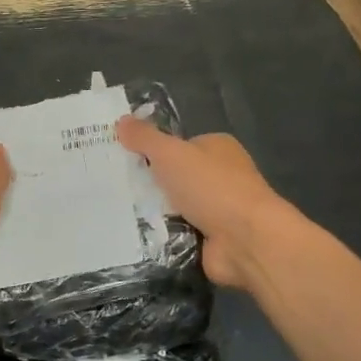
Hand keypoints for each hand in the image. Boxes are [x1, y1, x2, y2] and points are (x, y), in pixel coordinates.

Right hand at [117, 118, 287, 291]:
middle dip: (150, 184)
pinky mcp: (212, 239)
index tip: (121, 160)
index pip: (178, 146)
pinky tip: (137, 236)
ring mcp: (218, 210)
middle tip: (114, 189)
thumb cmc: (212, 187)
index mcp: (217, 148)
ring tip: (118, 213)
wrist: (246, 240)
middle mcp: (220, 176)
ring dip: (153, 212)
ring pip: (174, 207)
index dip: (151, 151)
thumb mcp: (171, 154)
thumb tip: (121, 120)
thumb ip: (145, 138)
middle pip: (175, 177)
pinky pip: (178, 233)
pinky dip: (163, 235)